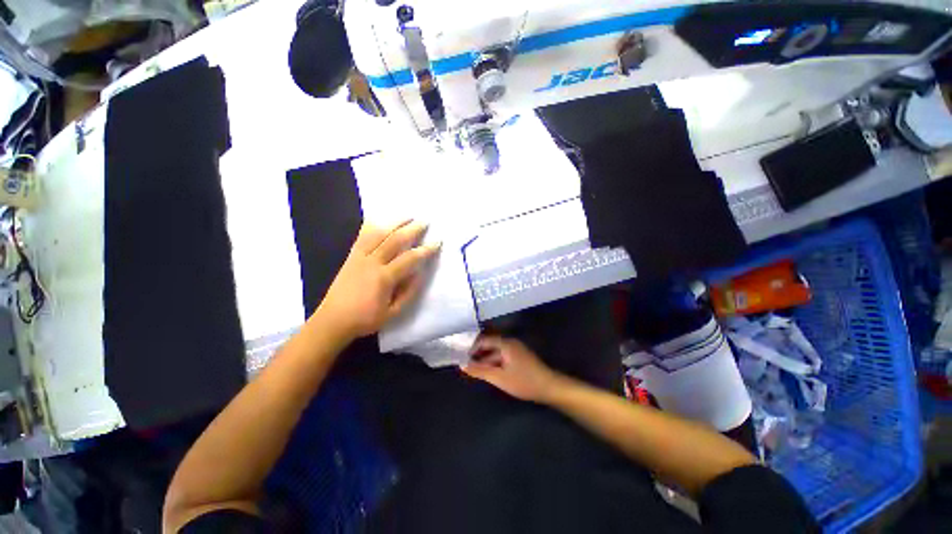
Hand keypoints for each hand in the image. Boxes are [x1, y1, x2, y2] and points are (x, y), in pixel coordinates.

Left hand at [316, 220, 439, 338]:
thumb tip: (420, 272)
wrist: (332, 321)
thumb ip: (409, 292)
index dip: (425, 250)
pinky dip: (372, 225)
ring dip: (395, 222)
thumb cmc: (365, 319)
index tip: (437, 242)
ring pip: (379, 233)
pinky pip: (362, 236)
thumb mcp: (393, 313)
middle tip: (425, 222)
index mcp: (384, 278)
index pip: (410, 259)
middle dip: (412, 229)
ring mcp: (359, 257)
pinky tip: (380, 220)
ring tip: (408, 216)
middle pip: (395, 240)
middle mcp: (372, 262)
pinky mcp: (350, 256)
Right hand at [462, 336, 562, 402]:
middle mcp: (510, 343)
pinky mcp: (519, 358)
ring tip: (472, 369)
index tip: (460, 354)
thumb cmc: (524, 381)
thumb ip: (480, 371)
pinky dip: (493, 363)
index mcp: (506, 343)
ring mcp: (515, 350)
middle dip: (477, 354)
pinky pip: (502, 357)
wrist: (549, 387)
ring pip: (495, 353)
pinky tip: (486, 372)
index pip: (484, 340)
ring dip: (485, 360)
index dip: (471, 346)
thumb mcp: (499, 378)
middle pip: (489, 345)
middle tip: (463, 362)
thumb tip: (463, 366)